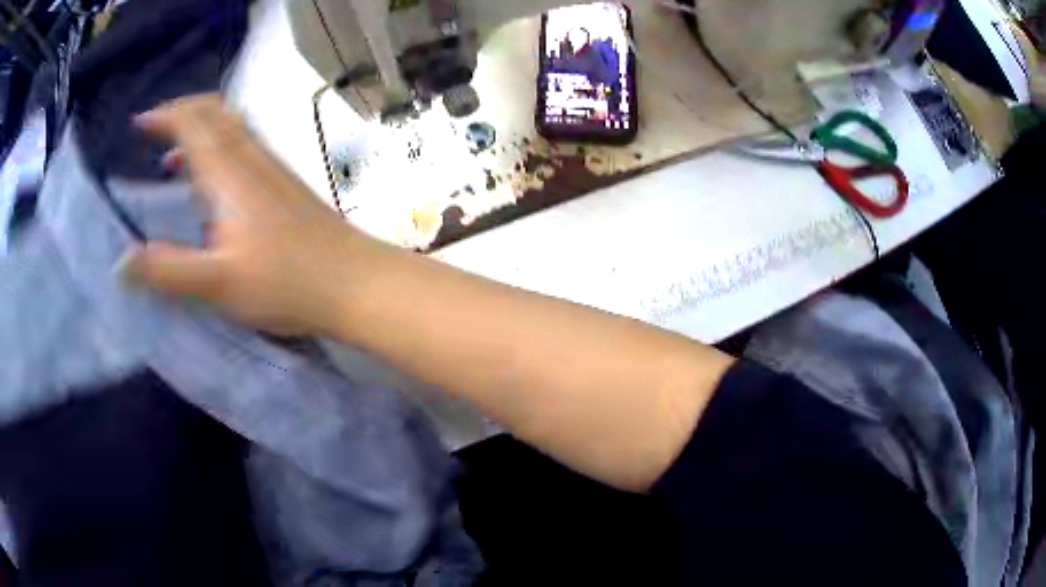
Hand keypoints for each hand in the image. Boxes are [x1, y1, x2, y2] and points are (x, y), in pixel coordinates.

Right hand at [124, 94, 380, 337]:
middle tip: (155, 130)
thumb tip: (121, 261)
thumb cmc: (287, 283)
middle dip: (182, 112)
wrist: (356, 282)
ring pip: (233, 128)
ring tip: (174, 156)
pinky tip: (215, 182)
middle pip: (215, 113)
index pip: (193, 123)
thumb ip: (168, 271)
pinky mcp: (287, 185)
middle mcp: (252, 158)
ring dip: (201, 129)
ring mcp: (274, 168)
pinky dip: (221, 148)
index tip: (140, 123)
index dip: (165, 115)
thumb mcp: (218, 283)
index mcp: (229, 173)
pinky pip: (247, 148)